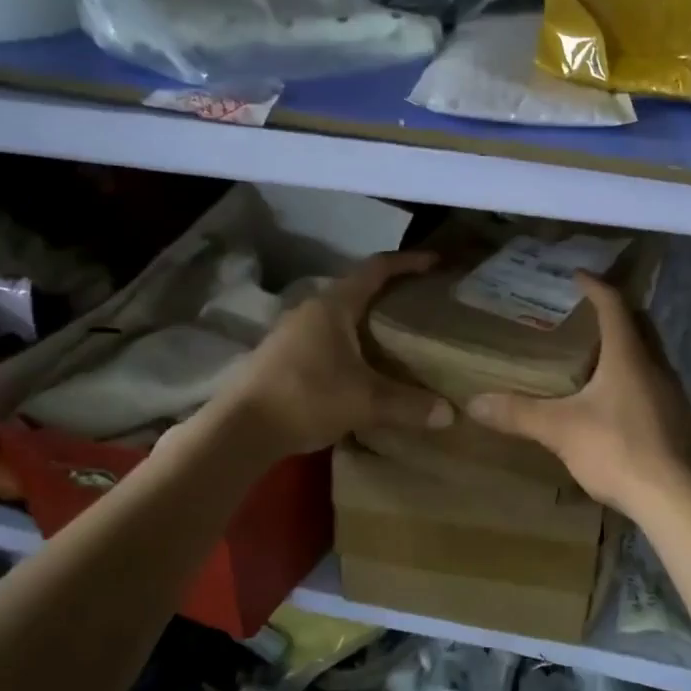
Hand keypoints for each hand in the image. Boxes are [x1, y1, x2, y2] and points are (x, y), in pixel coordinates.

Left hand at [214, 251, 453, 457]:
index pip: (377, 268)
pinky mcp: (282, 356)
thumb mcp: (365, 402)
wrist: (240, 428)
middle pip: (357, 290)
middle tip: (421, 305)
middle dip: (390, 293)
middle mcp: (311, 310)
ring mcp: (292, 333)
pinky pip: (326, 338)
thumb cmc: (307, 398)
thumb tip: (450, 414)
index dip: (408, 262)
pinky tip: (362, 367)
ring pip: (339, 316)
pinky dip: (350, 343)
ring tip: (396, 337)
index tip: (435, 262)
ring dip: (367, 321)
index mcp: (333, 305)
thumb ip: (409, 404)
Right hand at [466, 273, 690, 516]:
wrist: (676, 500)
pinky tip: (612, 402)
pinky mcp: (677, 421)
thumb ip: (519, 414)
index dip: (595, 286)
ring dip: (624, 348)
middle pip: (639, 325)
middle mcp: (656, 366)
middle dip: (614, 313)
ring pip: (648, 356)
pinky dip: (632, 378)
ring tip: (593, 357)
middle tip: (584, 314)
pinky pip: (652, 384)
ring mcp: (672, 395)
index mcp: (629, 356)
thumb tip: (474, 403)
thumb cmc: (618, 449)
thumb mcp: (560, 430)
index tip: (577, 275)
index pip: (614, 306)